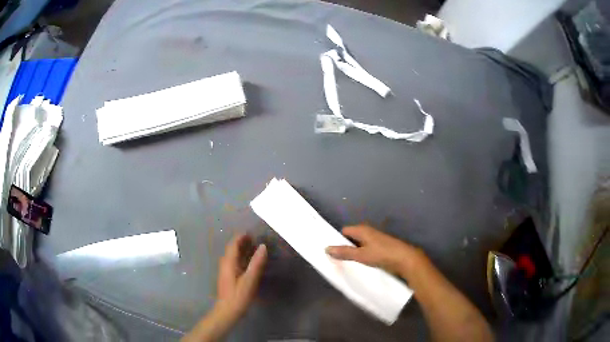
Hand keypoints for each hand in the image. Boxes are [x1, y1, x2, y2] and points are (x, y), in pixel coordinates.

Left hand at [182, 235, 266, 341]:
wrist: (228, 310)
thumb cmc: (239, 295)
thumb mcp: (250, 279)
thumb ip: (256, 263)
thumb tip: (263, 246)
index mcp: (229, 262)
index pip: (233, 245)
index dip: (240, 237)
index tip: (250, 233)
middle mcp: (225, 264)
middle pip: (231, 249)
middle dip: (241, 243)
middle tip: (253, 239)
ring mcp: (225, 271)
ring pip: (232, 256)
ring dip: (240, 250)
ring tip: (252, 248)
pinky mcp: (227, 278)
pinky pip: (233, 262)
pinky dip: (240, 258)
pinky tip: (247, 263)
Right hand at [326, 224, 423, 274]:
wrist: (405, 259)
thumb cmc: (382, 254)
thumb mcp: (361, 255)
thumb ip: (344, 252)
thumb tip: (326, 248)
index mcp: (362, 230)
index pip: (344, 231)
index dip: (337, 239)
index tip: (331, 251)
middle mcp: (368, 232)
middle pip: (351, 238)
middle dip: (344, 247)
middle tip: (335, 260)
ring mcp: (375, 240)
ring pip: (358, 245)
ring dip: (353, 253)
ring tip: (345, 264)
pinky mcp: (380, 248)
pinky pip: (366, 250)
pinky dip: (361, 256)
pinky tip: (358, 265)